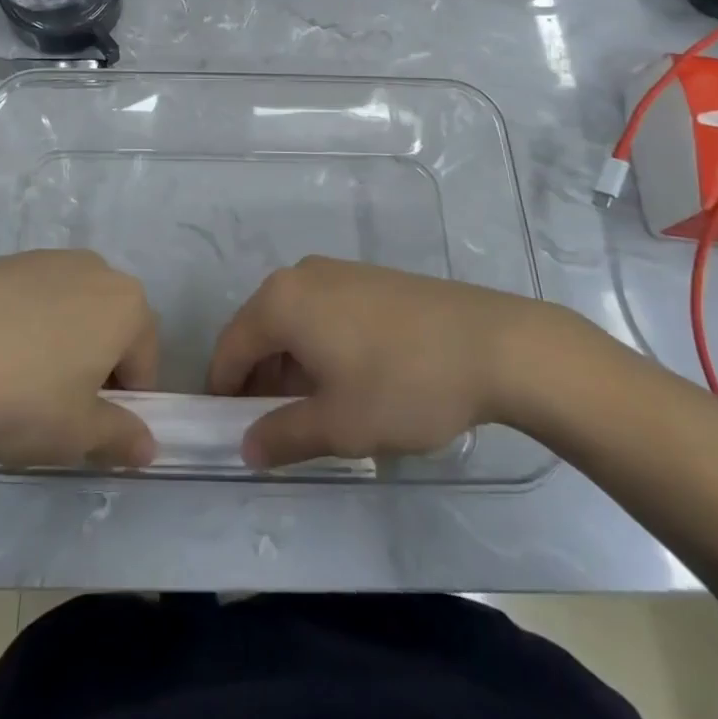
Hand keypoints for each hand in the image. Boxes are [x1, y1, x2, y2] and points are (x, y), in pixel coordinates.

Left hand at [0, 249, 158, 468]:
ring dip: (59, 343)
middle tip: (57, 408)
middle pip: (109, 327)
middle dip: (94, 366)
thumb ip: (121, 437)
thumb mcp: (77, 433)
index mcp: (127, 305)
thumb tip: (148, 448)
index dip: (126, 403)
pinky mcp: (4, 261)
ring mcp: (47, 259)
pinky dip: (23, 326)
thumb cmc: (23, 396)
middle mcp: (95, 269)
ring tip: (17, 383)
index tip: (93, 430)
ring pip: (69, 310)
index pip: (144, 362)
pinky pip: (30, 299)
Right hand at [207, 256, 573, 467]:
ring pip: (294, 322)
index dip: (224, 392)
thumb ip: (282, 436)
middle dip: (260, 381)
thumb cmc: (403, 384)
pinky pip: (323, 312)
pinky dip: (320, 347)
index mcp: (280, 301)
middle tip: (277, 430)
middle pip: (260, 331)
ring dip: (291, 367)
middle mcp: (300, 275)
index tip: (229, 432)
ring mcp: (337, 271)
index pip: (230, 348)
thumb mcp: (338, 425)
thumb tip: (246, 447)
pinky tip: (350, 381)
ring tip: (318, 413)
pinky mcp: (368, 278)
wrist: (493, 344)